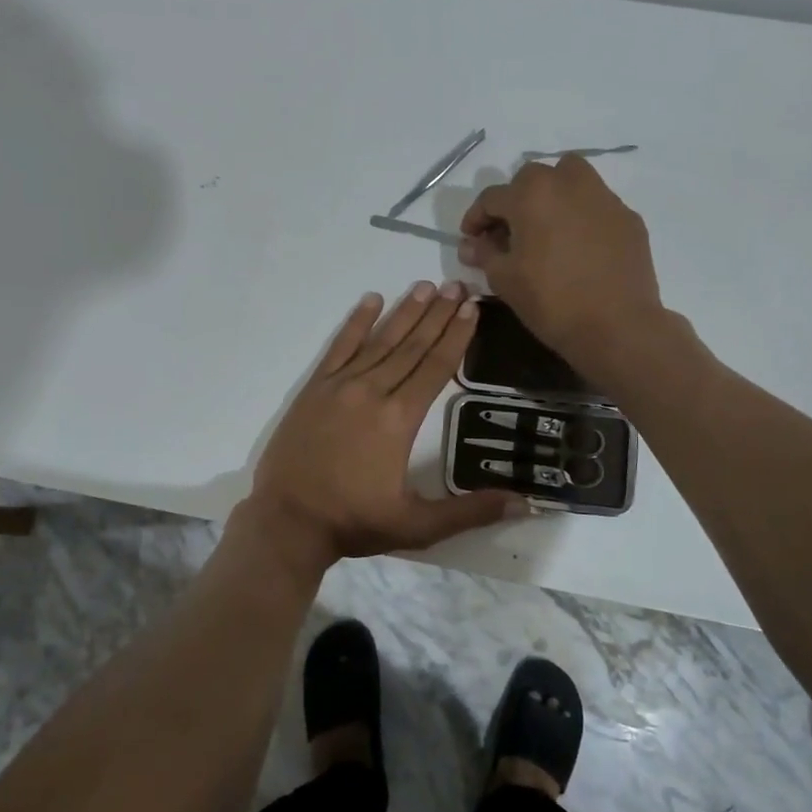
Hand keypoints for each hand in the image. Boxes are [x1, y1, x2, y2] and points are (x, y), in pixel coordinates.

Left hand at [248, 281, 525, 562]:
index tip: (472, 308)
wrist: (287, 521)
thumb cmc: (354, 522)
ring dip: (405, 312)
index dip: (456, 336)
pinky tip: (371, 300)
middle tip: (458, 285)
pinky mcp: (314, 389)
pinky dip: (356, 323)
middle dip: (438, 314)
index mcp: (399, 419)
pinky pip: (339, 348)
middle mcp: (372, 392)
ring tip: (426, 286)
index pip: (436, 367)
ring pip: (380, 342)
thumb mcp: (418, 526)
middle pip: (412, 346)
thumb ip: (470, 512)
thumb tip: (524, 503)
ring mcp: (340, 386)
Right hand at [458, 155, 664, 367]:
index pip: (492, 197)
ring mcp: (604, 198)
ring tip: (547, 227)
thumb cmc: (551, 301)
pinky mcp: (628, 218)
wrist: (616, 326)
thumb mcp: (504, 279)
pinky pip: (596, 205)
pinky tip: (579, 247)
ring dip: (553, 195)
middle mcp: (568, 183)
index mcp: (531, 194)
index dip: (476, 218)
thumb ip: (484, 254)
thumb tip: (472, 244)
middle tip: (510, 232)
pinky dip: (582, 216)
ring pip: (571, 179)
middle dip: (515, 200)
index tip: (471, 239)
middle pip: (532, 179)